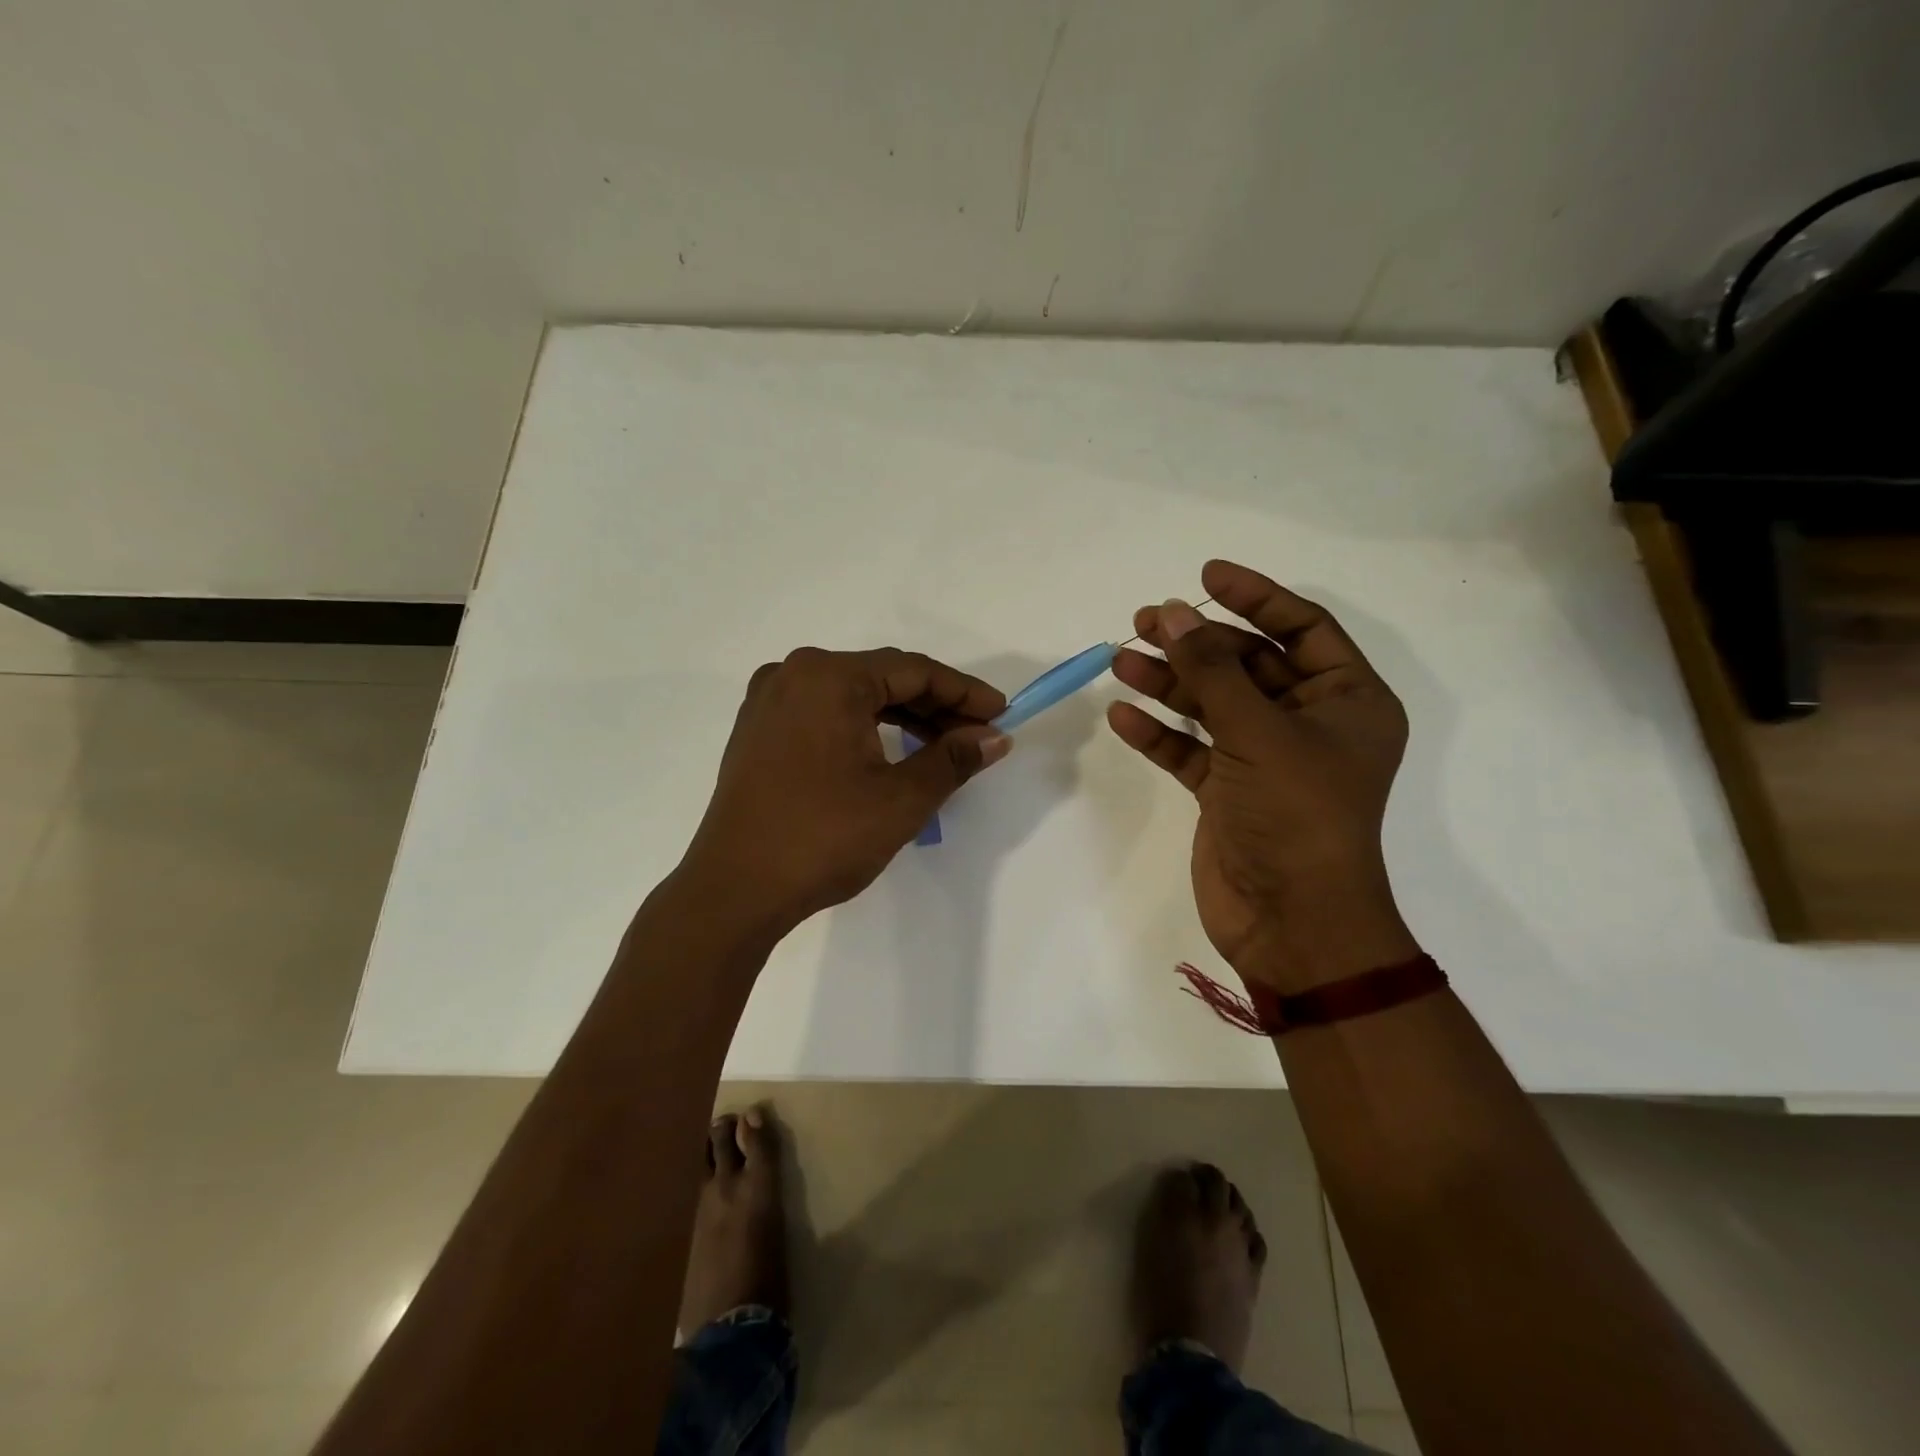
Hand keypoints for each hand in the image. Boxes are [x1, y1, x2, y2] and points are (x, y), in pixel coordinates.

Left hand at [679, 647, 1009, 937]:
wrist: (734, 890)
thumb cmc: (822, 838)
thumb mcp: (901, 799)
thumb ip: (953, 759)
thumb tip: (994, 737)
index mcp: (828, 677)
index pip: (913, 670)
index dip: (964, 692)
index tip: (1002, 714)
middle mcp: (793, 674)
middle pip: (881, 678)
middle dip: (935, 706)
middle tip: (978, 735)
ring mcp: (769, 702)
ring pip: (853, 696)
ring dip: (901, 717)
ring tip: (942, 747)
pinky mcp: (758, 730)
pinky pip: (824, 713)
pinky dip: (864, 727)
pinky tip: (890, 752)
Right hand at [1108, 560, 1419, 990]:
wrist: (1292, 922)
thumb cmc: (1297, 816)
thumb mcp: (1258, 733)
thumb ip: (1211, 672)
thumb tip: (1171, 614)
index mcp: (1346, 701)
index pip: (1302, 628)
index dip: (1256, 596)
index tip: (1205, 576)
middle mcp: (1307, 723)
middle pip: (1247, 664)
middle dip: (1197, 642)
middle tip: (1146, 620)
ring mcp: (1264, 758)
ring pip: (1212, 705)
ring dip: (1169, 682)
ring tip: (1122, 658)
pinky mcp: (1227, 791)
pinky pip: (1190, 749)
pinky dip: (1159, 732)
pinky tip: (1122, 715)